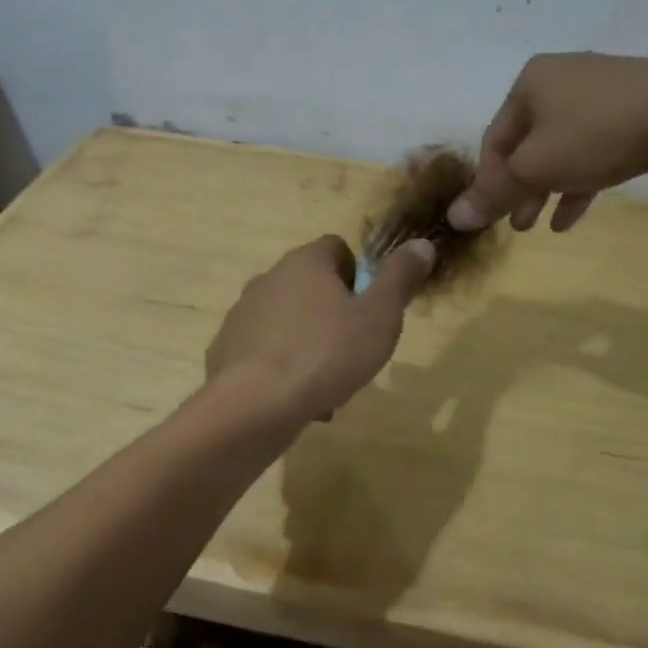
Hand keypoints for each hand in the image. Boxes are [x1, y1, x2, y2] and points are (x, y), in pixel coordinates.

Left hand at [206, 235, 434, 423]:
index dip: (358, 274)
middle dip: (333, 315)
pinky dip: (281, 368)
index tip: (368, 309)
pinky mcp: (225, 349)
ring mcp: (241, 313)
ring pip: (287, 322)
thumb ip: (400, 278)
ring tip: (327, 386)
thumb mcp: (379, 316)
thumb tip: (421, 243)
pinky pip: (263, 351)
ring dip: (309, 345)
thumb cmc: (326, 353)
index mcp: (304, 262)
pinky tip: (295, 399)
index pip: (336, 248)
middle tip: (352, 351)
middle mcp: (268, 278)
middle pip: (310, 287)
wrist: (255, 404)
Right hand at [447, 53, 647, 232]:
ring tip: (539, 224)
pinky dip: (579, 179)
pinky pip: (593, 148)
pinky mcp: (633, 109)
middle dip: (519, 189)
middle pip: (527, 144)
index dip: (489, 182)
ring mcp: (600, 92)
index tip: (492, 217)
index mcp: (530, 81)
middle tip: (517, 225)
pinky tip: (571, 216)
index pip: (495, 139)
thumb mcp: (535, 168)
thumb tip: (454, 218)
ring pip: (560, 149)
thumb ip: (493, 194)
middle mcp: (560, 78)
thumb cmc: (596, 135)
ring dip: (547, 189)